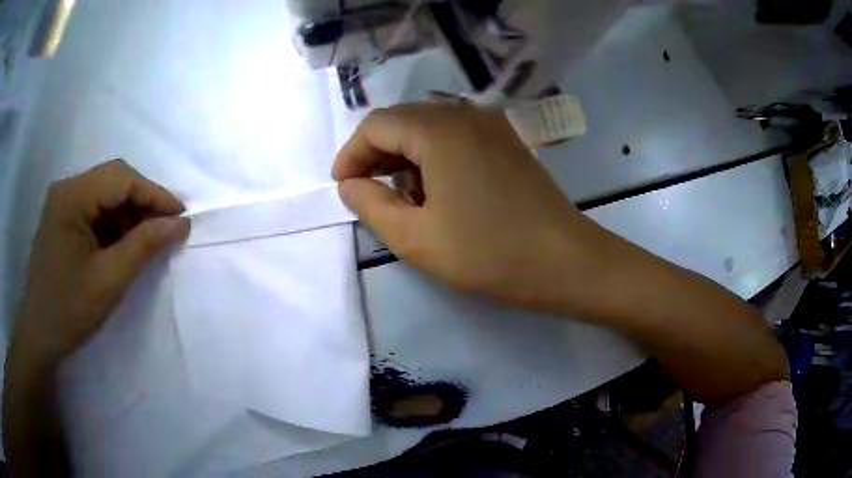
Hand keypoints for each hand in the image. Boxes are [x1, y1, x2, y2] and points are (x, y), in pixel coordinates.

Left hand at [13, 159, 189, 363]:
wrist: (40, 335)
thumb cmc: (70, 310)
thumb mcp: (109, 280)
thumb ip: (144, 246)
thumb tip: (180, 224)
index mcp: (71, 197)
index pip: (121, 178)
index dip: (154, 194)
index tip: (181, 217)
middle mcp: (66, 189)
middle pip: (113, 180)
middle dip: (143, 202)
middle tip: (167, 228)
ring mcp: (63, 203)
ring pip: (105, 194)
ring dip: (129, 214)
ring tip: (148, 240)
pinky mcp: (63, 218)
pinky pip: (95, 210)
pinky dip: (114, 224)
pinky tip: (123, 244)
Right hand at [333, 103, 611, 313]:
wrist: (567, 262)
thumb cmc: (490, 254)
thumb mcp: (416, 238)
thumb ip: (371, 205)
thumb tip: (351, 184)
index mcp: (439, 129)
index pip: (376, 125)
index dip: (351, 154)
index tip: (343, 188)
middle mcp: (465, 114)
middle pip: (402, 121)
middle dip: (378, 156)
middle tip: (370, 197)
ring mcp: (491, 126)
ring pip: (429, 129)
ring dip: (407, 159)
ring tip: (408, 203)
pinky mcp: (506, 142)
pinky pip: (455, 138)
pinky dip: (434, 159)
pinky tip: (440, 193)